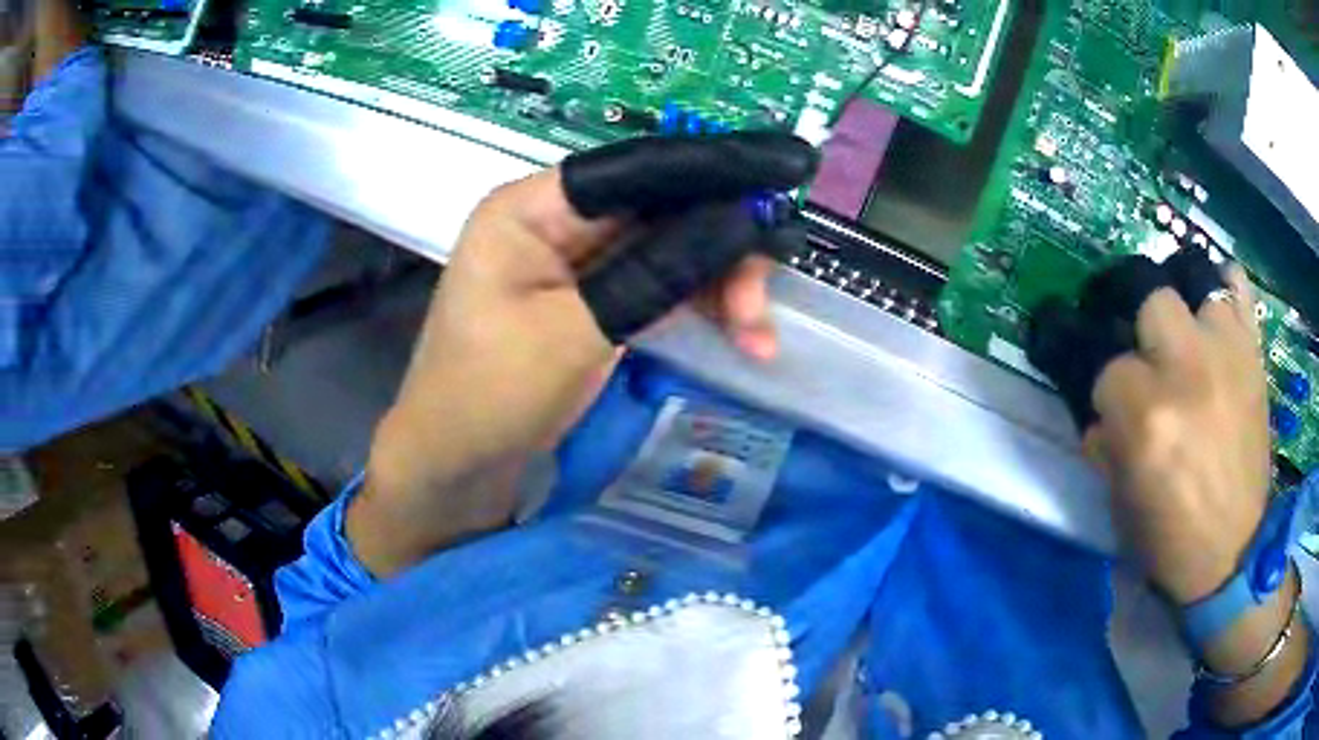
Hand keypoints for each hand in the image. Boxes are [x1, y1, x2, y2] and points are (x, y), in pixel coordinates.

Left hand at [351, 133, 817, 575]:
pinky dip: (704, 306)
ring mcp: (580, 262)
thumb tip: (741, 221)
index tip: (785, 169)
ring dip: (723, 283)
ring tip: (756, 336)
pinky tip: (741, 338)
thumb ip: (657, 272)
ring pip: (674, 246)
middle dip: (725, 244)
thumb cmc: (489, 398)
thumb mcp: (573, 334)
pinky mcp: (598, 299)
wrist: (455, 470)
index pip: (636, 168)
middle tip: (761, 303)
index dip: (714, 165)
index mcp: (532, 208)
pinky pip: (666, 283)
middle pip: (664, 205)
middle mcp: (559, 222)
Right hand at [1028, 251, 1267, 604]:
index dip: (1106, 391)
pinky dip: (1225, 288)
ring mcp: (1227, 354)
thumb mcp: (1121, 502)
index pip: (1107, 368)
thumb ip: (1106, 444)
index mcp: (1147, 418)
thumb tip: (1100, 412)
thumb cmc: (1172, 537)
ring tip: (1184, 335)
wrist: (1234, 555)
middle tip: (1148, 361)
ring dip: (1184, 308)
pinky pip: (1237, 288)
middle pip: (1150, 301)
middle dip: (1141, 330)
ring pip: (1193, 282)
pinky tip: (1215, 308)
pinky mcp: (1253, 355)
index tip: (1112, 409)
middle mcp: (1187, 370)